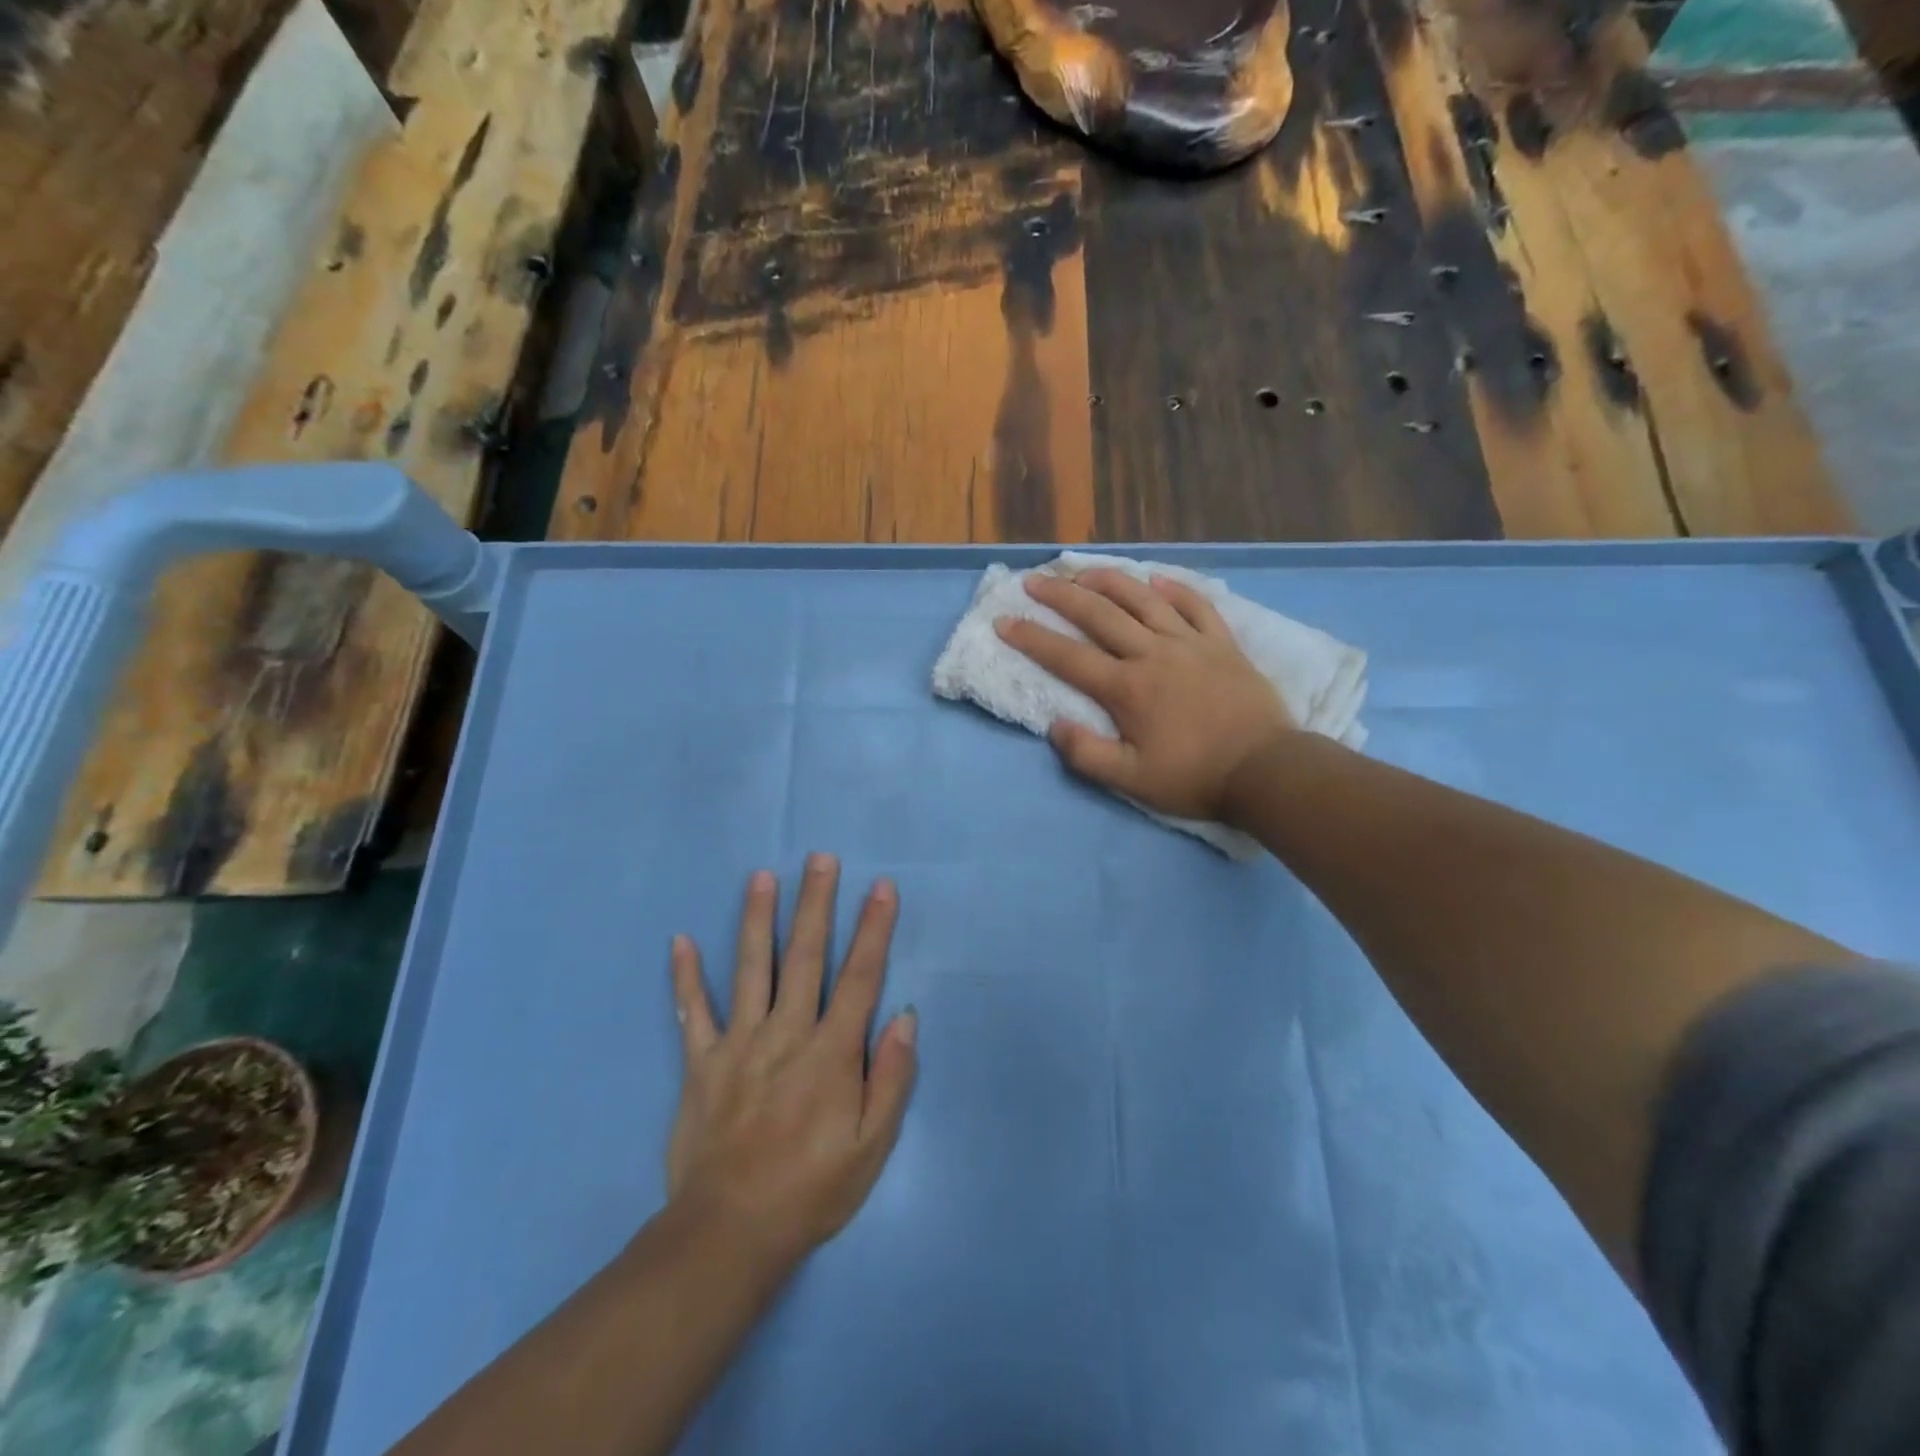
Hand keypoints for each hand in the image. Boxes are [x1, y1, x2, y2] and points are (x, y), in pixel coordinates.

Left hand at [667, 856, 916, 1272]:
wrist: (729, 1234)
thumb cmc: (811, 1190)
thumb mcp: (872, 1147)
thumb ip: (892, 1078)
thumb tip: (905, 1017)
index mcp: (831, 1053)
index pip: (859, 977)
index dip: (874, 929)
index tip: (881, 887)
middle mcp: (786, 1034)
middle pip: (805, 956)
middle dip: (816, 904)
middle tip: (820, 859)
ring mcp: (739, 1045)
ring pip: (751, 969)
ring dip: (757, 920)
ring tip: (761, 877)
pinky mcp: (701, 1064)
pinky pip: (692, 1013)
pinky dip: (685, 977)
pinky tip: (679, 940)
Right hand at [996, 568, 1295, 822]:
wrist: (1266, 770)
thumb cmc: (1194, 777)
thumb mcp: (1131, 780)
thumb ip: (1087, 754)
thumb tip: (1055, 726)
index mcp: (1127, 688)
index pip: (1067, 657)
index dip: (1031, 638)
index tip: (1004, 621)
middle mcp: (1152, 654)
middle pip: (1100, 616)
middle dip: (1061, 596)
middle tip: (1034, 581)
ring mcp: (1191, 644)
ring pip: (1144, 601)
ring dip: (1110, 582)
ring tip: (1084, 571)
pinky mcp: (1222, 644)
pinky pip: (1196, 606)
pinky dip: (1175, 590)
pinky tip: (1157, 580)